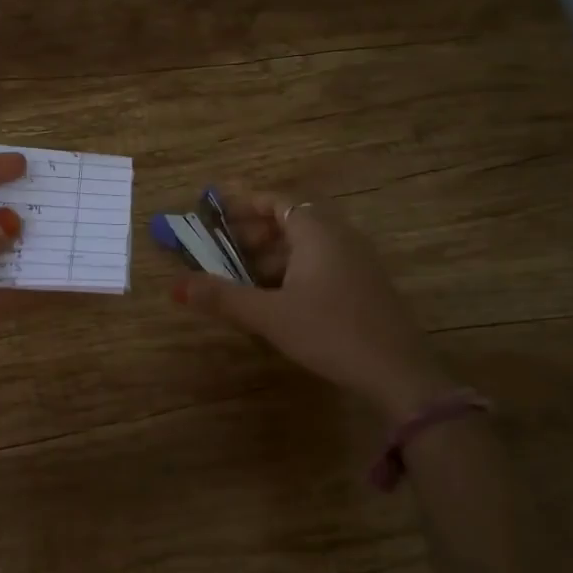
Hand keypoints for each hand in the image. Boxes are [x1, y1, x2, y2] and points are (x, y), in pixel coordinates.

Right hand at [172, 187, 457, 416]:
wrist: (398, 372)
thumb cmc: (330, 332)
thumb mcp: (269, 315)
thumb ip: (222, 297)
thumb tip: (174, 286)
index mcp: (317, 231)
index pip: (275, 200)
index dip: (243, 203)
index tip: (215, 210)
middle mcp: (340, 236)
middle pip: (291, 220)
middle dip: (254, 231)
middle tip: (223, 248)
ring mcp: (357, 260)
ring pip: (307, 244)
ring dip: (273, 254)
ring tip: (244, 276)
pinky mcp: (365, 284)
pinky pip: (322, 262)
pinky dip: (294, 269)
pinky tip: (279, 297)